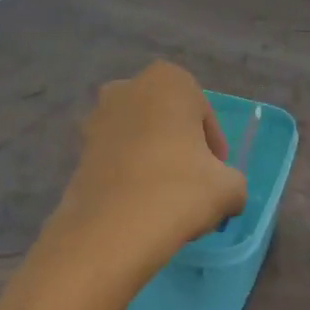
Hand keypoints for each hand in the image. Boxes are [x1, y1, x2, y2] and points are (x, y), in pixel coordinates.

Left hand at [56, 61, 247, 251]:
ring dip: (152, 159)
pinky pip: (115, 158)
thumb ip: (232, 181)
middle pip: (166, 119)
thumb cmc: (180, 189)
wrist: (113, 228)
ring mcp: (96, 118)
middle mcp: (128, 88)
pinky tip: (140, 205)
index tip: (216, 173)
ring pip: (137, 137)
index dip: (213, 145)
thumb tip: (227, 192)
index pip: (202, 112)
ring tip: (165, 198)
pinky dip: (128, 174)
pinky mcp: (77, 151)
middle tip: (192, 182)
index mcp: (168, 80)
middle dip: (179, 145)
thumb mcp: (229, 187)